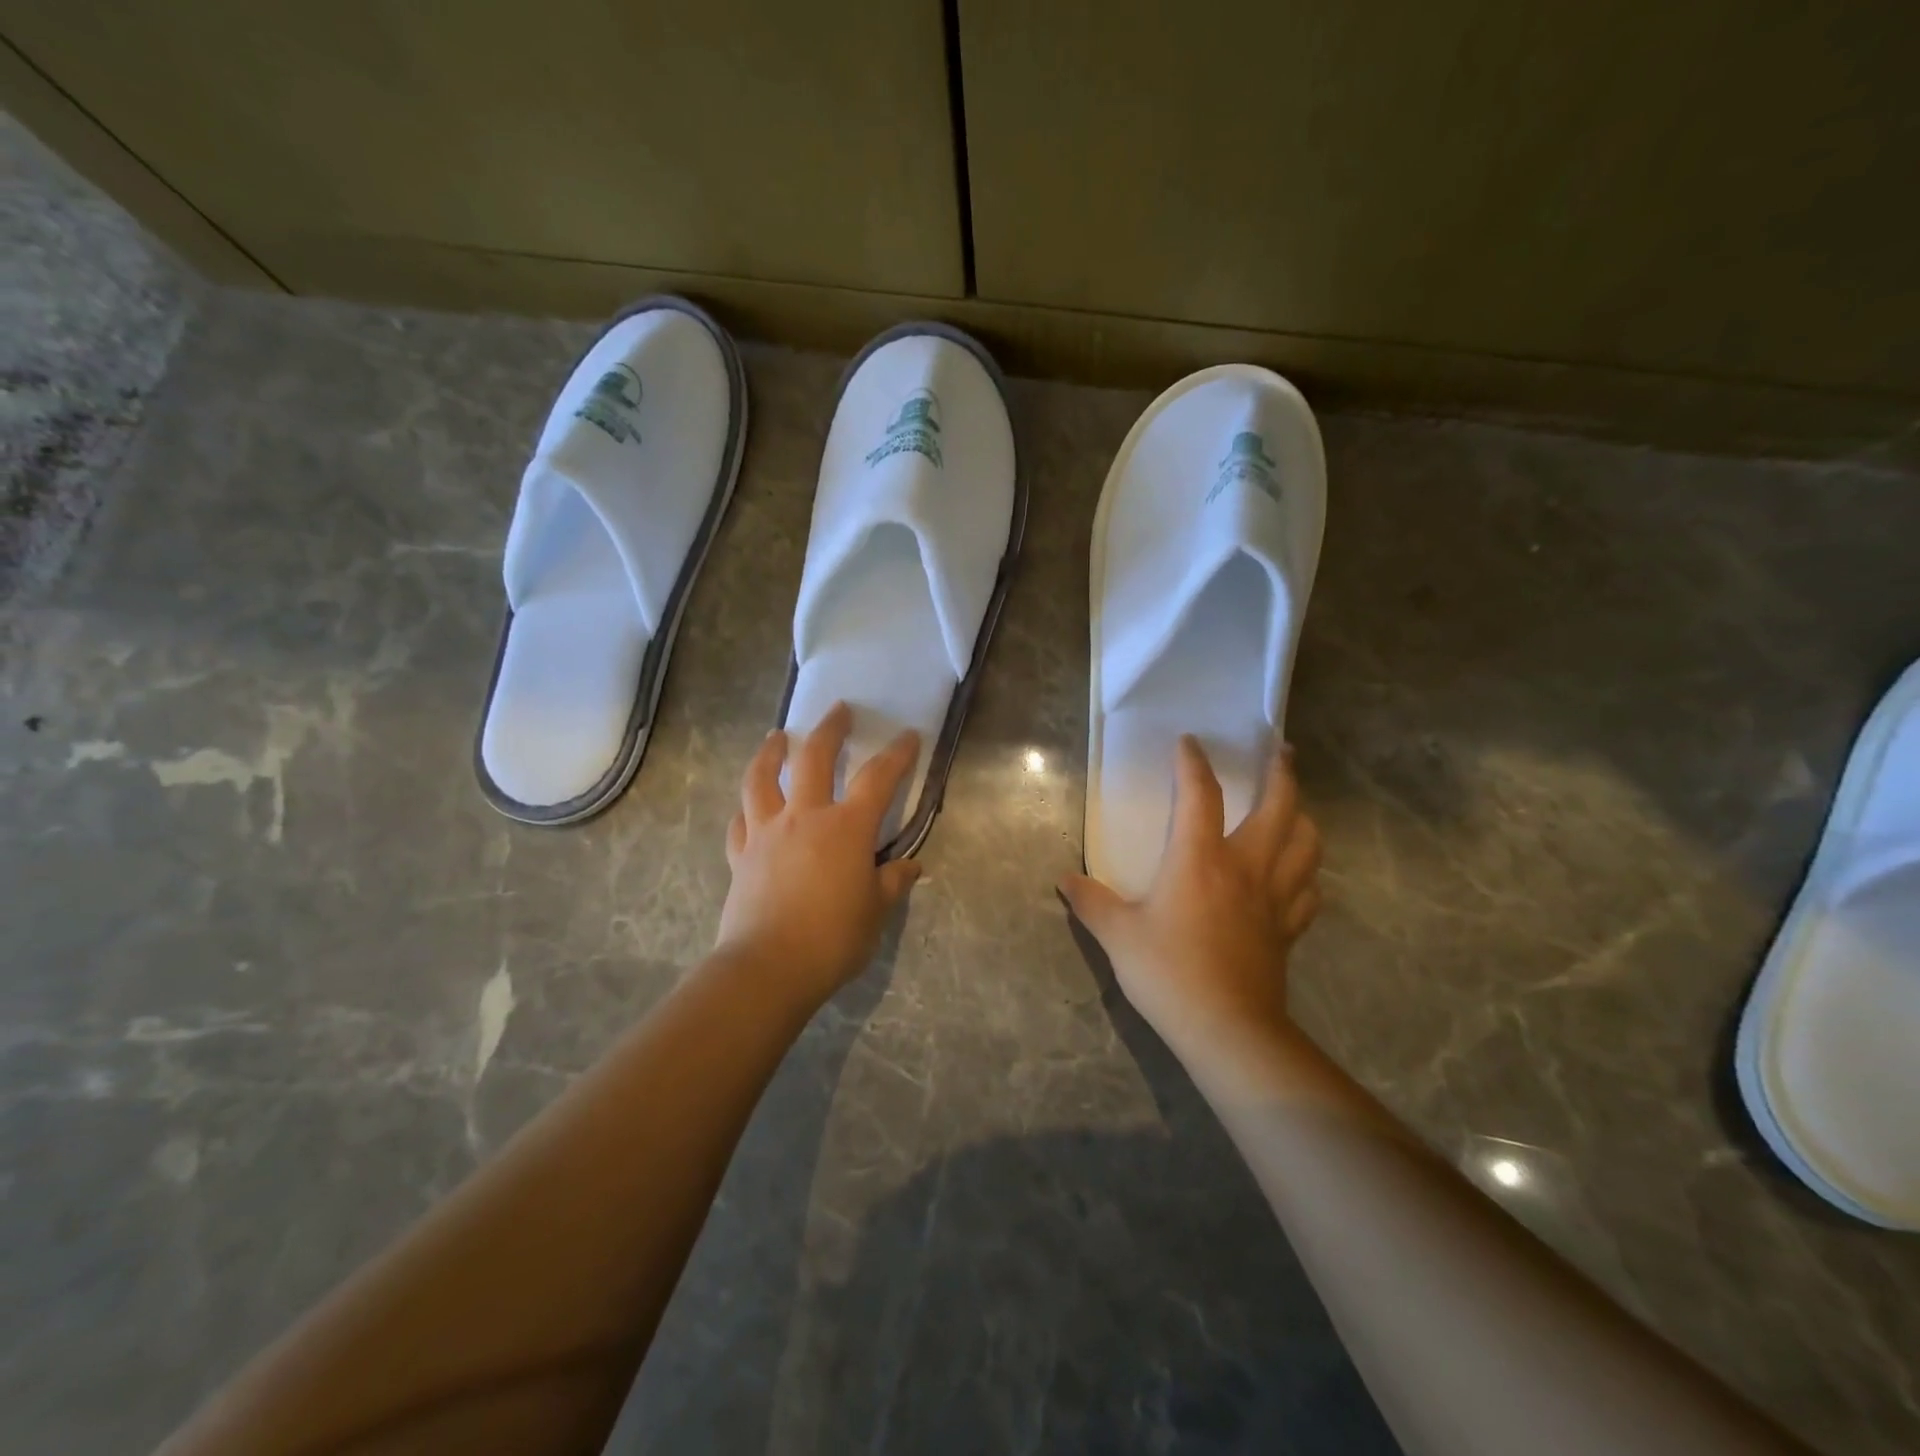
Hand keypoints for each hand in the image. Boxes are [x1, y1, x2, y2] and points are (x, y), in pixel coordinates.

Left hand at [716, 702, 922, 1007]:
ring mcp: (767, 833)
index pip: (878, 779)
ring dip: (770, 752)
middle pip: (813, 758)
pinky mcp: (741, 856)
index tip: (908, 735)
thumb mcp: (875, 912)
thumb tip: (910, 867)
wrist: (768, 968)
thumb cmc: (832, 939)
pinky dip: (746, 808)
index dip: (897, 754)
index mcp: (846, 828)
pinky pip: (740, 822)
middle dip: (829, 730)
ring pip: (762, 779)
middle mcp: (805, 817)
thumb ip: (892, 882)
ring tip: (775, 737)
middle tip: (838, 710)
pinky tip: (748, 805)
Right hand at [1060, 736, 1320, 1058]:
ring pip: (1305, 844)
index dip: (1193, 763)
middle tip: (1282, 751)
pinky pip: (1308, 891)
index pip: (1200, 795)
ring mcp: (1274, 898)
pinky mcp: (1288, 930)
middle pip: (1279, 807)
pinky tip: (1299, 874)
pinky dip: (1307, 873)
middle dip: (1282, 773)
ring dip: (1303, 817)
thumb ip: (1091, 902)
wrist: (1227, 1030)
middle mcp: (1245, 867)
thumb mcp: (1118, 935)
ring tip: (1296, 807)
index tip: (1189, 742)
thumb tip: (1064, 880)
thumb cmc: (1168, 973)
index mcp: (1200, 859)